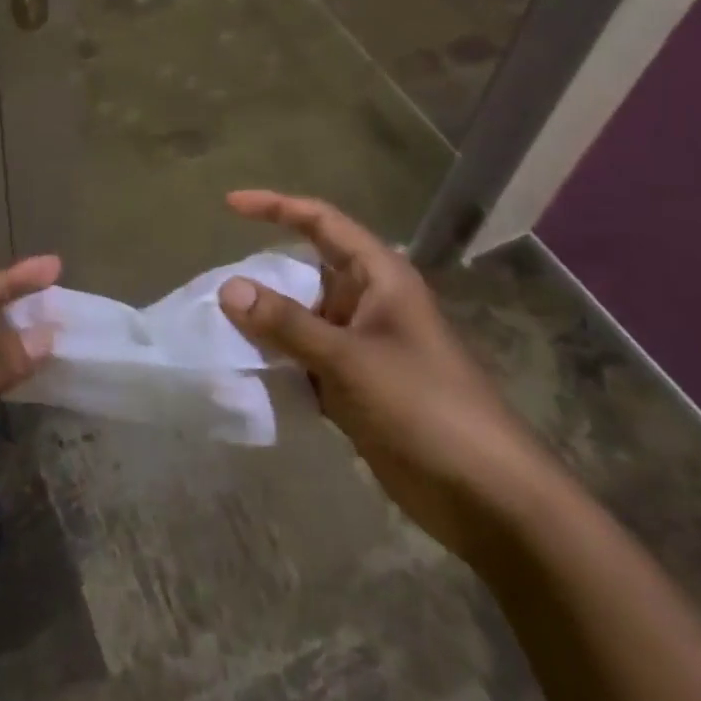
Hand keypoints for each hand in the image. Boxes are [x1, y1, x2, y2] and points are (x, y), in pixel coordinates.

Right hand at [217, 190, 554, 561]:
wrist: (486, 495)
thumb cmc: (424, 406)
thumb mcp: (349, 359)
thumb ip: (287, 324)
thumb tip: (228, 288)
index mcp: (379, 277)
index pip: (321, 222)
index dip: (276, 207)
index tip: (230, 205)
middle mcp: (368, 303)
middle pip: (306, 272)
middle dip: (263, 276)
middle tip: (214, 288)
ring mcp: (363, 346)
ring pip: (302, 320)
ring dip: (266, 323)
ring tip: (218, 327)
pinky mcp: (357, 387)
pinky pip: (306, 360)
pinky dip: (279, 362)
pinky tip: (246, 371)